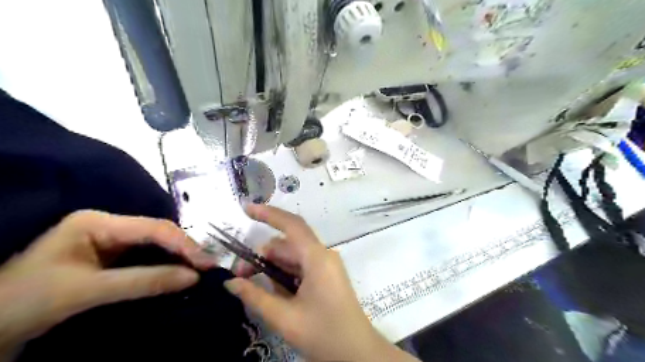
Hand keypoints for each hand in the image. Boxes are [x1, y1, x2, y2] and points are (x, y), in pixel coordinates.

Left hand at [1, 211, 216, 352]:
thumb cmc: (26, 303)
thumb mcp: (88, 291)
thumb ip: (144, 281)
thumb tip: (194, 278)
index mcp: (97, 222)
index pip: (153, 227)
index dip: (183, 244)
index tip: (206, 263)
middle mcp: (108, 225)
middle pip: (157, 232)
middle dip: (184, 249)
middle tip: (208, 267)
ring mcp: (110, 240)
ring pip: (155, 244)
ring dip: (178, 257)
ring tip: (200, 269)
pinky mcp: (111, 257)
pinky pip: (147, 257)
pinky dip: (166, 265)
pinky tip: (180, 272)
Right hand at [225, 206, 418, 361]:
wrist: (357, 353)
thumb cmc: (323, 334)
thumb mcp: (284, 317)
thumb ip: (255, 296)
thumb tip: (230, 282)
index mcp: (317, 258)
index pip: (292, 225)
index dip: (269, 214)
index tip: (247, 209)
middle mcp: (323, 255)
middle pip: (287, 245)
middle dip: (262, 255)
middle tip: (239, 275)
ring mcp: (326, 266)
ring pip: (292, 257)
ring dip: (271, 267)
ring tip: (252, 286)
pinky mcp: (326, 276)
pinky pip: (301, 268)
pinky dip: (284, 275)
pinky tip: (274, 292)